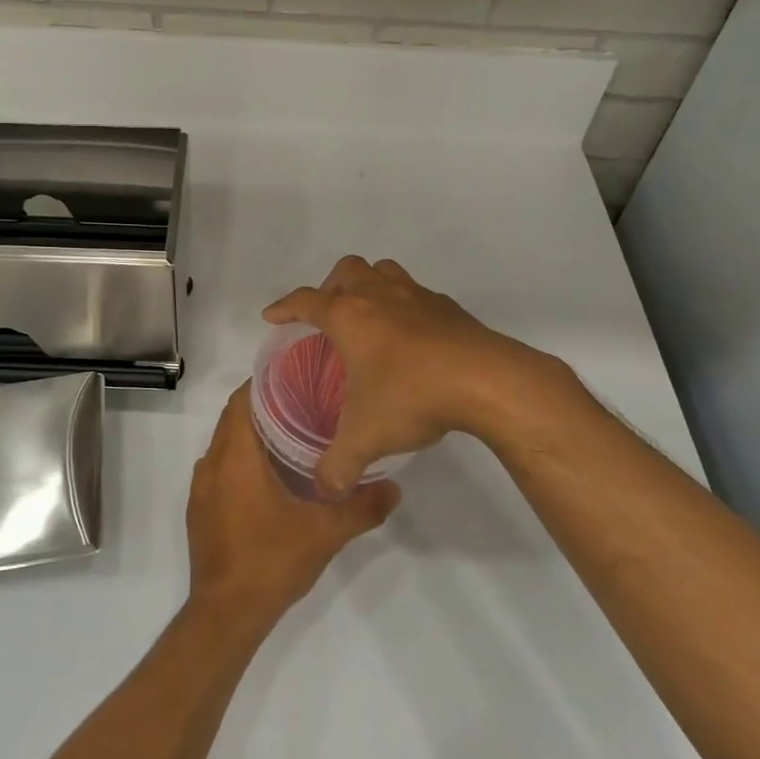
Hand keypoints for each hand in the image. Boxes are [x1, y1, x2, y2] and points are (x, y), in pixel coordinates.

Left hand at [186, 384, 399, 634]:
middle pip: (234, 419)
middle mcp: (211, 464)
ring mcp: (201, 489)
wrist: (226, 614)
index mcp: (235, 456)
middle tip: (305, 404)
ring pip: (226, 445)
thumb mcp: (324, 533)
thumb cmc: (270, 561)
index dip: (265, 383)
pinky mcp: (200, 510)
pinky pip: (220, 470)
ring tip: (292, 437)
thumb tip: (395, 487)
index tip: (296, 376)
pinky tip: (270, 478)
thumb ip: (361, 507)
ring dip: (252, 437)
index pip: (242, 400)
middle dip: (265, 408)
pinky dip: (241, 462)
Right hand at [265, 256, 586, 495]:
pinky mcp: (448, 307)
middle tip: (328, 317)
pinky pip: (416, 293)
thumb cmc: (412, 396)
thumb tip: (325, 488)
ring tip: (367, 317)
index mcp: (349, 316)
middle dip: (330, 288)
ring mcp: (416, 296)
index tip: (272, 316)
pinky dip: (404, 306)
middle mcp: (379, 295)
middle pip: (346, 271)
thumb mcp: (366, 438)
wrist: (487, 381)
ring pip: (383, 270)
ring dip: (369, 285)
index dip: (285, 307)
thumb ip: (338, 465)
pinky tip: (411, 338)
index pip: (305, 301)